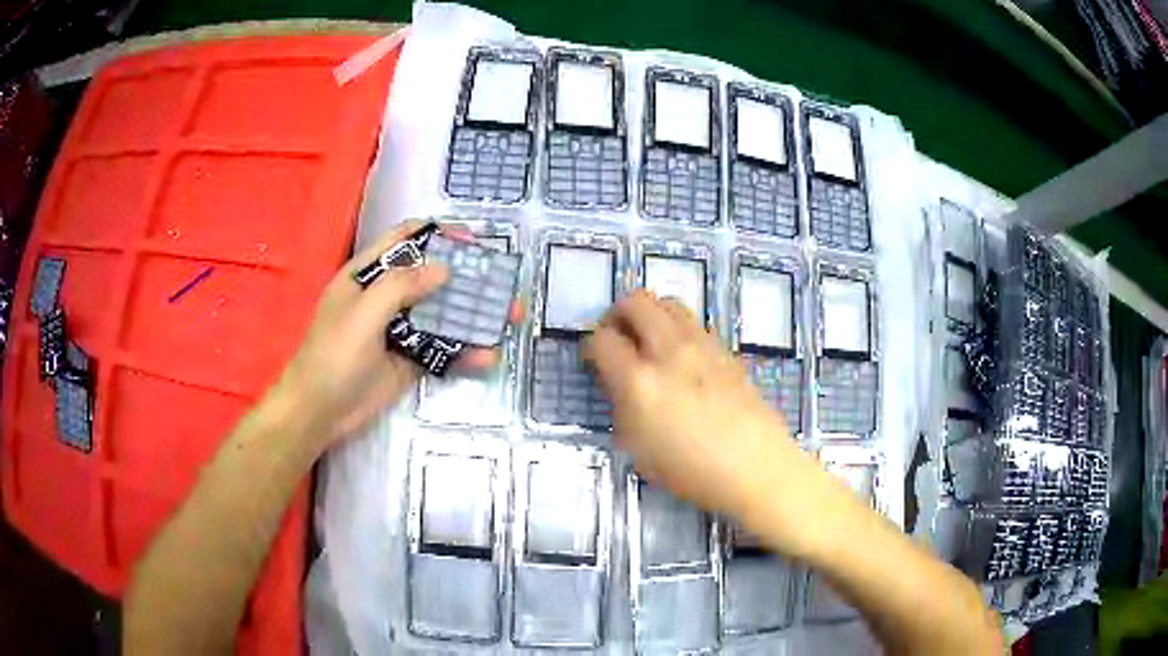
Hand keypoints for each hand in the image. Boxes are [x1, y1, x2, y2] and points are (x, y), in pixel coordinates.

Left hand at [269, 220, 493, 447]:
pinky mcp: (409, 359)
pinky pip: (442, 350)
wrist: (319, 412)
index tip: (472, 241)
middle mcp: (385, 297)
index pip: (404, 241)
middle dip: (466, 277)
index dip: (437, 234)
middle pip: (430, 276)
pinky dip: (464, 352)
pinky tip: (487, 357)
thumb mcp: (363, 314)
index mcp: (367, 275)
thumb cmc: (333, 355)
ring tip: (508, 318)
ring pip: (441, 314)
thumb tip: (443, 269)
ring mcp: (399, 329)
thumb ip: (400, 286)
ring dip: (473, 316)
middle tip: (501, 283)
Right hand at [583, 291, 800, 517]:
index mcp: (639, 381)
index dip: (591, 346)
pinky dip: (678, 328)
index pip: (603, 339)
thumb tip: (619, 383)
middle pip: (636, 302)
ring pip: (668, 303)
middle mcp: (669, 351)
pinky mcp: (726, 350)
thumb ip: (622, 407)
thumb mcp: (638, 448)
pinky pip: (694, 323)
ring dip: (651, 315)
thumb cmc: (691, 471)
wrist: (754, 467)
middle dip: (618, 314)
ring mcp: (702, 345)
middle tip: (618, 337)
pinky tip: (681, 358)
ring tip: (649, 341)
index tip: (594, 359)